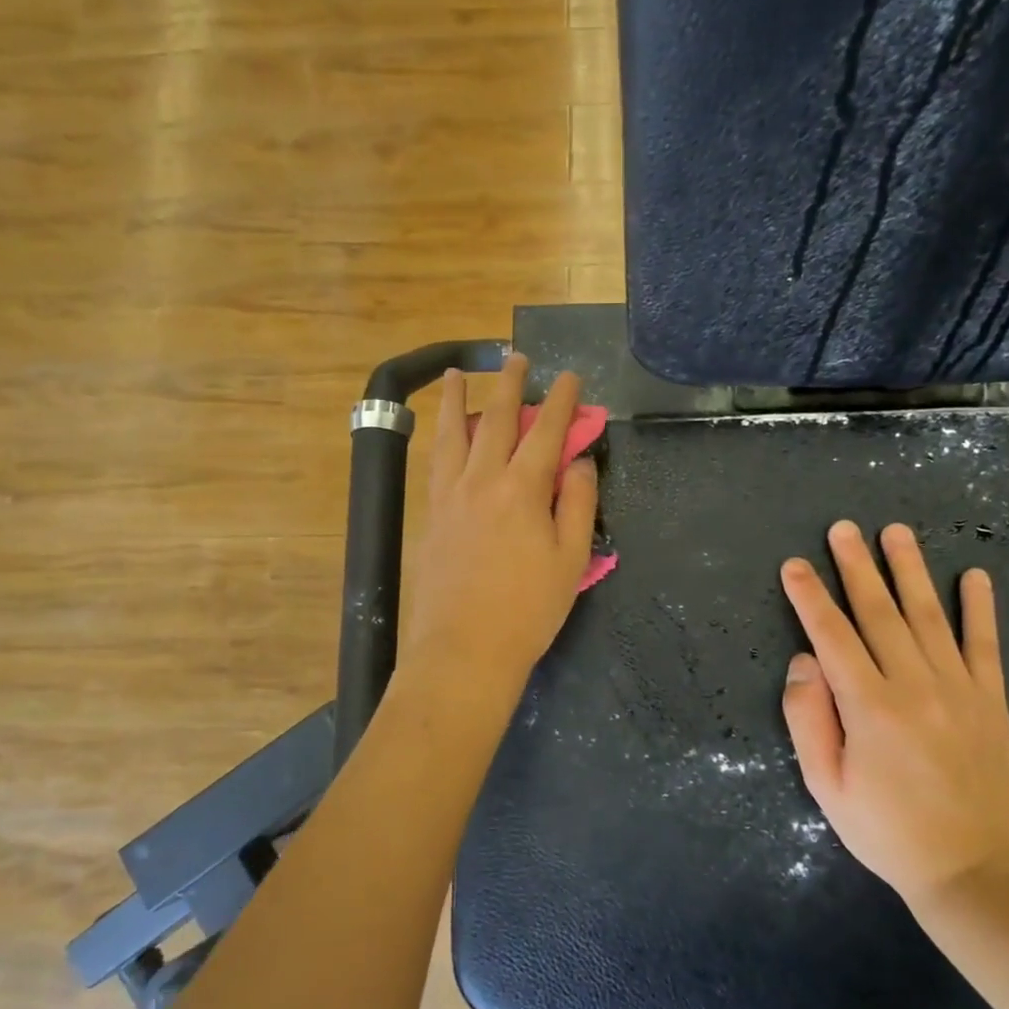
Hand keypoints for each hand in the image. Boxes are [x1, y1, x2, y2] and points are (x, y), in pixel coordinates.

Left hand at [402, 354, 597, 692]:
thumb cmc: (528, 610)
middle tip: (513, 357)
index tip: (569, 377)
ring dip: (456, 399)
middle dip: (508, 384)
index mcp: (522, 490)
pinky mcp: (430, 516)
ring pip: (451, 434)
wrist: (464, 650)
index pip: (546, 431)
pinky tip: (441, 434)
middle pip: (494, 419)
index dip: (561, 401)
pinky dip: (440, 438)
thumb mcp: (571, 559)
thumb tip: (577, 461)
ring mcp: (449, 497)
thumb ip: (577, 503)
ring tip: (456, 374)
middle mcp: (481, 480)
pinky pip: (435, 463)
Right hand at [779, 521, 1008, 910]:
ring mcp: (959, 690)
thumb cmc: (888, 832)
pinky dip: (980, 608)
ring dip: (910, 570)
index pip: (832, 636)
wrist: (976, 874)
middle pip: (879, 612)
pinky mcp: (992, 702)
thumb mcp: (826, 787)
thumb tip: (803, 661)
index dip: (810, 597)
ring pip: (929, 616)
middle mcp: (914, 685)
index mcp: (869, 707)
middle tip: (842, 528)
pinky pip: (985, 645)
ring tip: (896, 532)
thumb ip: (809, 719)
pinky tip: (975, 576)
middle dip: (856, 567)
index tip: (795, 564)